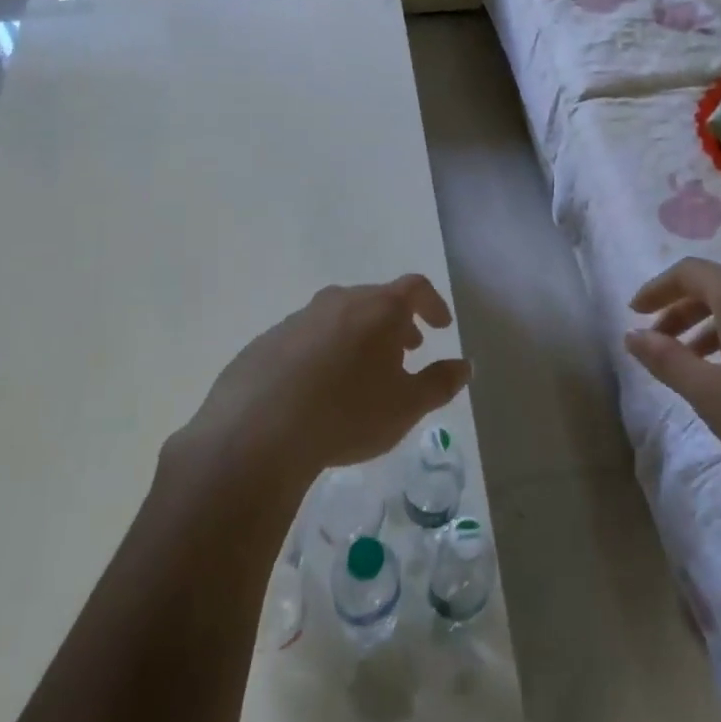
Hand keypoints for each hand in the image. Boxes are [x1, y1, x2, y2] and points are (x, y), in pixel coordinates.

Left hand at [186, 274, 470, 483]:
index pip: (415, 288)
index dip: (433, 304)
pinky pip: (306, 339)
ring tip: (361, 375)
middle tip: (405, 352)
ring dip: (358, 337)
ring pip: (338, 318)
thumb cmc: (347, 414)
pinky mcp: (265, 343)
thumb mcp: (407, 406)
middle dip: (396, 323)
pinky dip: (323, 353)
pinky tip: (317, 391)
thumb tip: (464, 365)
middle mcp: (338, 302)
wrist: (256, 433)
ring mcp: (297, 320)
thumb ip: (440, 383)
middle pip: (375, 300)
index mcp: (377, 309)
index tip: (441, 328)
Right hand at [625, 258, 720, 509]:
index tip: (635, 312)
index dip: (656, 289)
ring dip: (712, 324)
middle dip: (682, 310)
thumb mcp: (710, 394)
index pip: (688, 272)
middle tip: (659, 341)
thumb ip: (666, 360)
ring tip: (695, 362)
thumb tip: (632, 336)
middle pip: (718, 285)